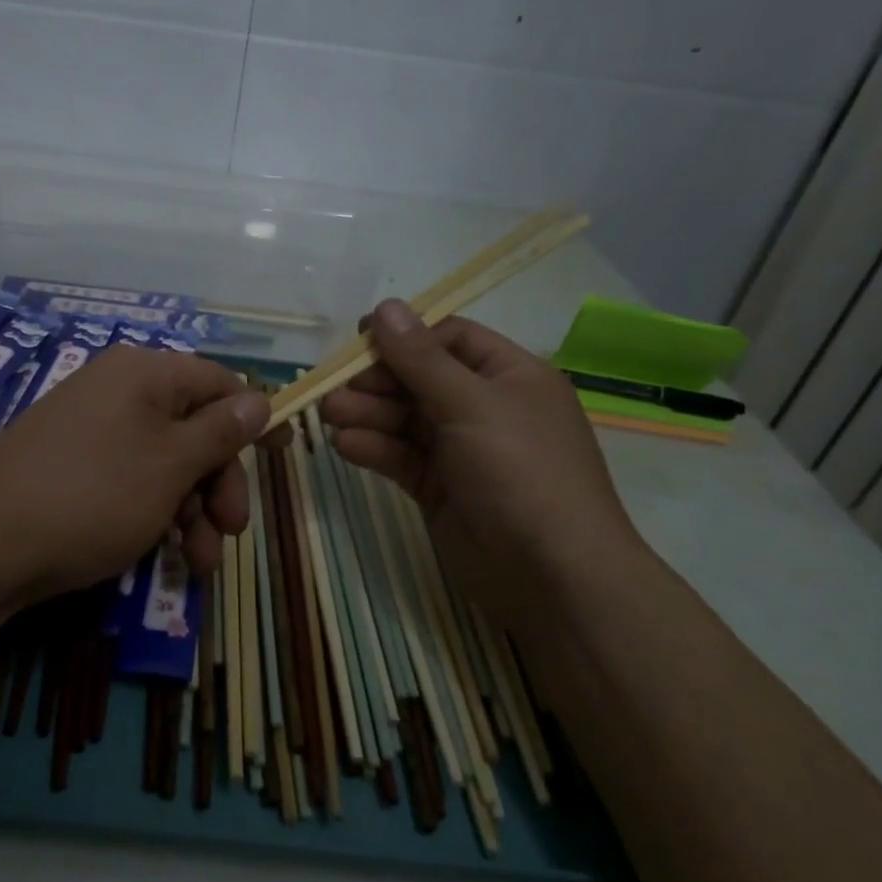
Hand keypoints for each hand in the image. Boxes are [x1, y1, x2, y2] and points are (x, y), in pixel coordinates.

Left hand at [0, 345, 268, 605]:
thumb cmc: (93, 494)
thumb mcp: (170, 464)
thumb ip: (220, 432)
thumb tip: (260, 399)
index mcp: (144, 374)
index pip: (218, 382)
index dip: (254, 417)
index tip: (283, 453)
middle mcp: (119, 393)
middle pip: (194, 429)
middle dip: (219, 483)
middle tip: (231, 530)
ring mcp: (93, 432)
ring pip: (165, 465)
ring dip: (192, 512)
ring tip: (199, 565)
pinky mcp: (74, 469)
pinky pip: (131, 482)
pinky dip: (155, 516)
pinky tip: (166, 557)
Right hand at [318, 301, 644, 601]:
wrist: (552, 575)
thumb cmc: (521, 471)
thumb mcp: (471, 404)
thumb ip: (421, 359)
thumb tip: (386, 306)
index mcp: (510, 376)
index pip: (450, 339)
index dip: (405, 336)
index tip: (358, 341)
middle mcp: (486, 408)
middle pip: (421, 379)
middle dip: (377, 381)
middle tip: (334, 387)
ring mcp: (463, 451)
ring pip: (406, 420)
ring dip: (368, 414)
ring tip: (330, 414)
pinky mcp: (442, 488)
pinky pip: (402, 457)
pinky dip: (375, 449)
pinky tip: (345, 446)